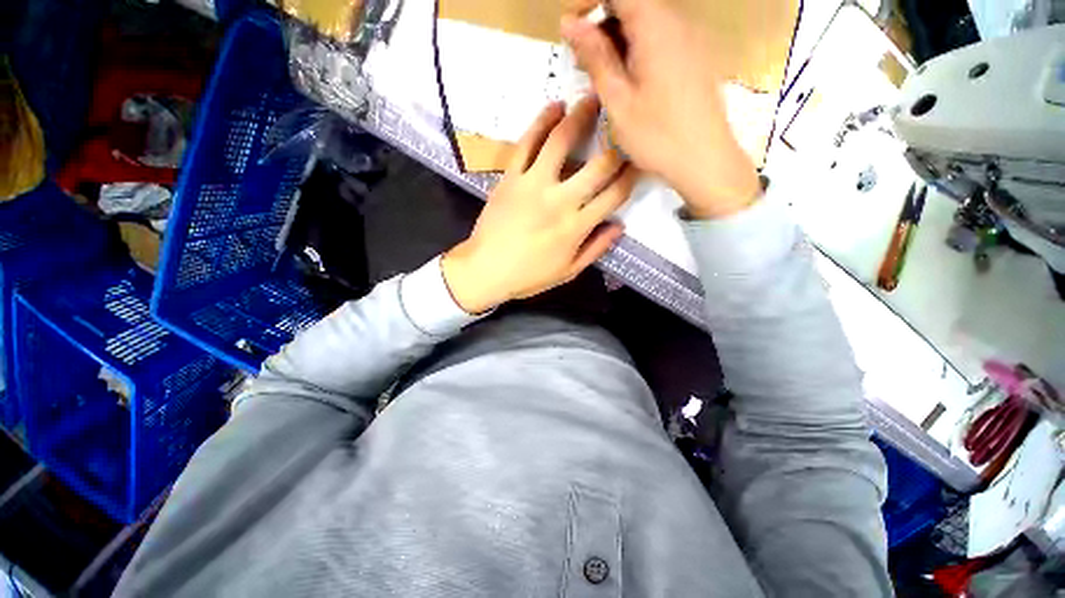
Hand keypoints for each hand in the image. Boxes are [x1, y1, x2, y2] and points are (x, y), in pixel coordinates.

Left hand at [441, 98, 636, 313]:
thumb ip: (596, 248)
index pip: (614, 195)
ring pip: (561, 143)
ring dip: (580, 117)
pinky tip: (553, 107)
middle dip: (617, 142)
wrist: (485, 270)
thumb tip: (620, 226)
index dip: (632, 175)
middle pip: (598, 166)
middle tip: (627, 122)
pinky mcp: (511, 177)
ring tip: (592, 98)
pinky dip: (540, 122)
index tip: (641, 160)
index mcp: (576, 227)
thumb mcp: (568, 271)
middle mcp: (560, 201)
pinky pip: (526, 144)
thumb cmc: (528, 276)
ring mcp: (533, 185)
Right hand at [561, 0, 759, 218]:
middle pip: (632, 6)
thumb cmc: (657, 135)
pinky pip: (660, 41)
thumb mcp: (618, 99)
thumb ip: (595, 57)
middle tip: (581, 63)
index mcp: (655, 26)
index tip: (570, 30)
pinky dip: (636, 53)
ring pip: (645, 24)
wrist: (705, 160)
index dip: (588, 3)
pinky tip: (627, 83)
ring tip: (601, 78)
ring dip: (617, 43)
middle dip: (601, 26)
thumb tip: (570, 23)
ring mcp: (689, 39)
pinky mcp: (694, 58)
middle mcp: (676, 22)